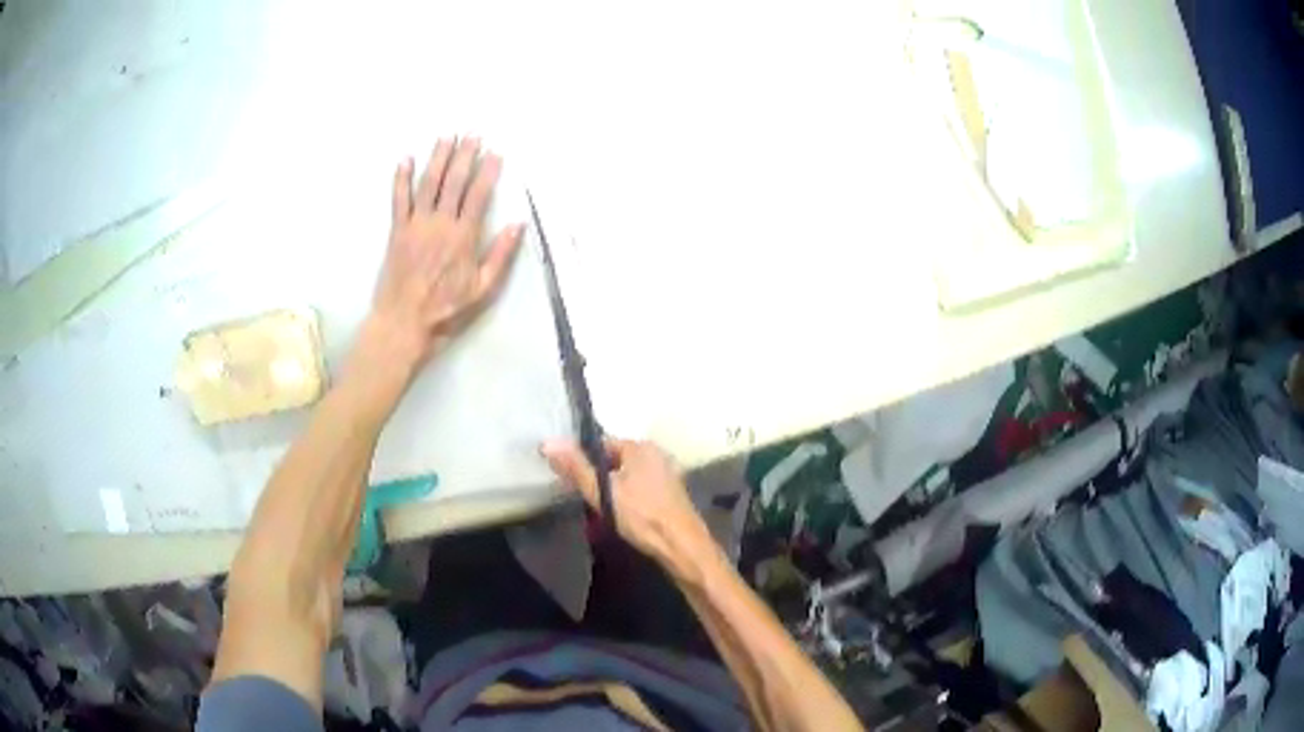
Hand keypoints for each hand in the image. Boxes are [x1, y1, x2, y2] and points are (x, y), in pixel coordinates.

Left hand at [360, 137, 523, 377]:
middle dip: (464, 154)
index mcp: (464, 236)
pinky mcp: (396, 231)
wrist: (403, 324)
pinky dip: (401, 178)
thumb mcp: (483, 289)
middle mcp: (440, 223)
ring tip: (446, 136)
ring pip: (428, 183)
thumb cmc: (446, 310)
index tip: (496, 151)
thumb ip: (500, 255)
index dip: (488, 170)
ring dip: (437, 157)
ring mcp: (416, 225)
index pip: (479, 194)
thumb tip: (518, 223)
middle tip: (472, 132)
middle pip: (454, 181)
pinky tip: (406, 159)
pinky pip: (398, 199)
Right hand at [543, 439, 715, 574]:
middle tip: (583, 498)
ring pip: (627, 476)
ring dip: (612, 490)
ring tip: (599, 510)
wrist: (682, 546)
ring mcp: (666, 473)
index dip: (581, 459)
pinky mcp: (670, 493)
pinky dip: (628, 497)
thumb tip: (548, 442)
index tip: (568, 479)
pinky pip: (640, 488)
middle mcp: (656, 453)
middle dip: (597, 477)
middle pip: (614, 460)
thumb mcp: (602, 492)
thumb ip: (576, 467)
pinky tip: (621, 515)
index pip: (600, 443)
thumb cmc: (642, 516)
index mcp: (640, 446)